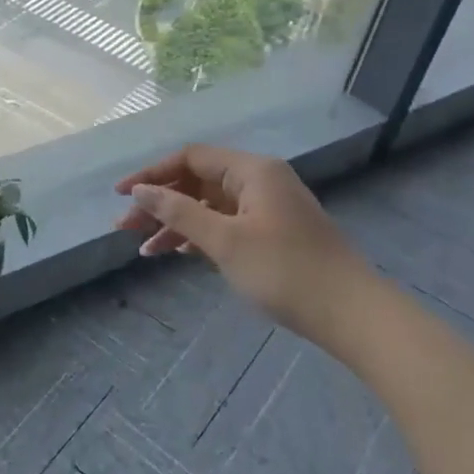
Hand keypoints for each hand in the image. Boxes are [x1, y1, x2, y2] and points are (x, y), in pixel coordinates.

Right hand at [115, 145, 373, 348]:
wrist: (352, 314)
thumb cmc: (285, 271)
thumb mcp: (225, 241)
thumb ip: (179, 212)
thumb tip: (140, 190)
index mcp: (252, 171)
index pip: (190, 158)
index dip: (151, 174)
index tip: (121, 196)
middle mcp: (259, 181)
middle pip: (197, 181)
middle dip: (160, 203)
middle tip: (125, 228)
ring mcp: (267, 207)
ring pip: (209, 206)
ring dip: (175, 224)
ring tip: (144, 250)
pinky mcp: (272, 233)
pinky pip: (225, 224)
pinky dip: (199, 236)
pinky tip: (176, 253)